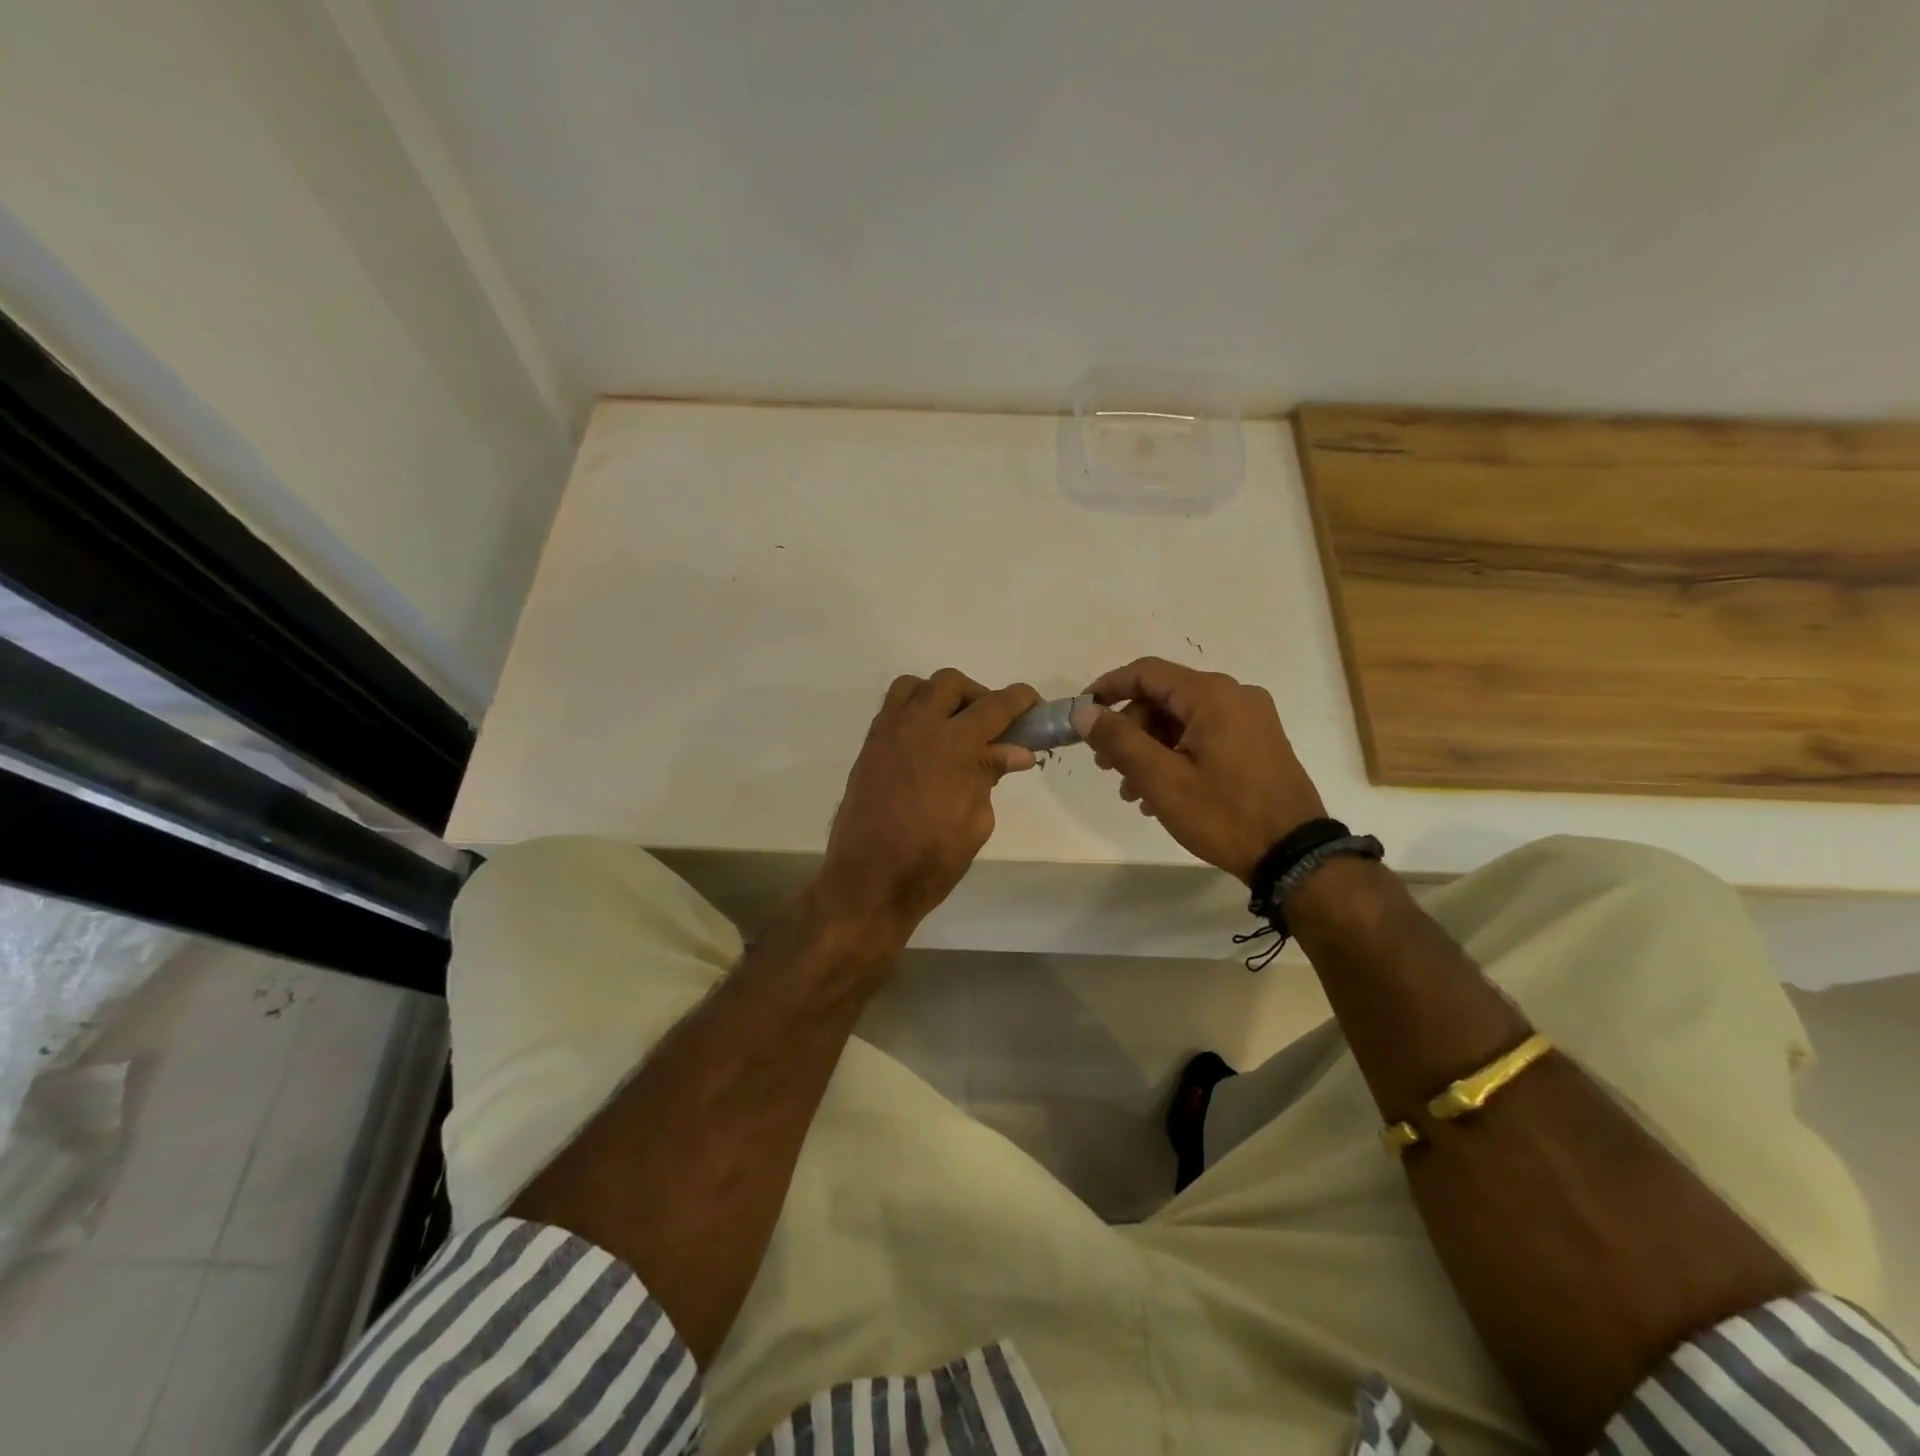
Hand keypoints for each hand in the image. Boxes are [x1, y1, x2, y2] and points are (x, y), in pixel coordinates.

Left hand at [819, 669, 1040, 947]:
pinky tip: (925, 743)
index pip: (995, 705)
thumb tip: (1015, 751)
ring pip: (916, 686)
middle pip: (952, 683)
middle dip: (978, 696)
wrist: (869, 880)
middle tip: (991, 727)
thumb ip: (990, 775)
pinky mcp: (869, 746)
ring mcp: (889, 732)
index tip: (1034, 706)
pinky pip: (893, 708)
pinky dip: (914, 711)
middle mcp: (919, 726)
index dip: (1020, 700)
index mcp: (955, 745)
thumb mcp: (976, 822)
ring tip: (953, 727)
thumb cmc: (931, 860)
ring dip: (940, 696)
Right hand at [1071, 657, 1325, 883]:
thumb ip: (1118, 740)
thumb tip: (1083, 711)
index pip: (1147, 673)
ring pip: (1183, 721)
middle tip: (1106, 766)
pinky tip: (1161, 794)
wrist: (1294, 855)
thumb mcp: (1161, 779)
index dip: (1107, 687)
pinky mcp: (1258, 743)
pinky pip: (1204, 736)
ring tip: (1131, 791)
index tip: (1081, 711)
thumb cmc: (1224, 814)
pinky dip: (1176, 755)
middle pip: (1164, 698)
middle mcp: (1235, 696)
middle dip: (1129, 729)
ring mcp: (1251, 720)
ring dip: (1150, 749)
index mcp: (1212, 695)